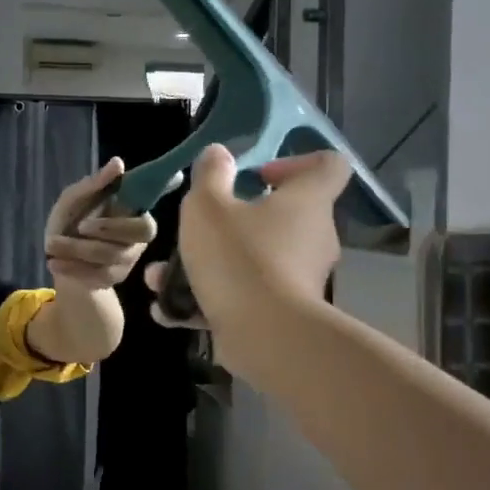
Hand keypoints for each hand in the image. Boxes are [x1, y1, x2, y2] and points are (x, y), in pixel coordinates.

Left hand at [42, 156, 157, 290]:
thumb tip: (118, 163)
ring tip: (51, 244)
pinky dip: (74, 267)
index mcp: (132, 209)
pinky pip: (100, 275)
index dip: (165, 187)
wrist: (56, 258)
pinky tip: (55, 263)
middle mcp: (138, 235)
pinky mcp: (116, 278)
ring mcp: (129, 258)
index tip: (176, 175)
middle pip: (141, 231)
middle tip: (80, 226)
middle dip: (108, 228)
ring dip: (78, 249)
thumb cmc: (69, 221)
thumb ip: (94, 184)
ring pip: (112, 254)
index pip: (154, 197)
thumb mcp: (73, 200)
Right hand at [145, 145, 350, 367]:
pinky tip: (169, 309)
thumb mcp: (208, 206)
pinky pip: (245, 296)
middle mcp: (312, 237)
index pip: (327, 166)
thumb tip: (219, 154)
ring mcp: (300, 279)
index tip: (256, 176)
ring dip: (209, 264)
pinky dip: (209, 300)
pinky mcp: (283, 313)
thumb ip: (210, 175)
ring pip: (252, 260)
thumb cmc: (239, 256)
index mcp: (307, 201)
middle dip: (234, 220)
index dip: (294, 162)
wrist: (266, 336)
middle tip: (199, 227)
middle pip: (281, 216)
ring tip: (163, 276)